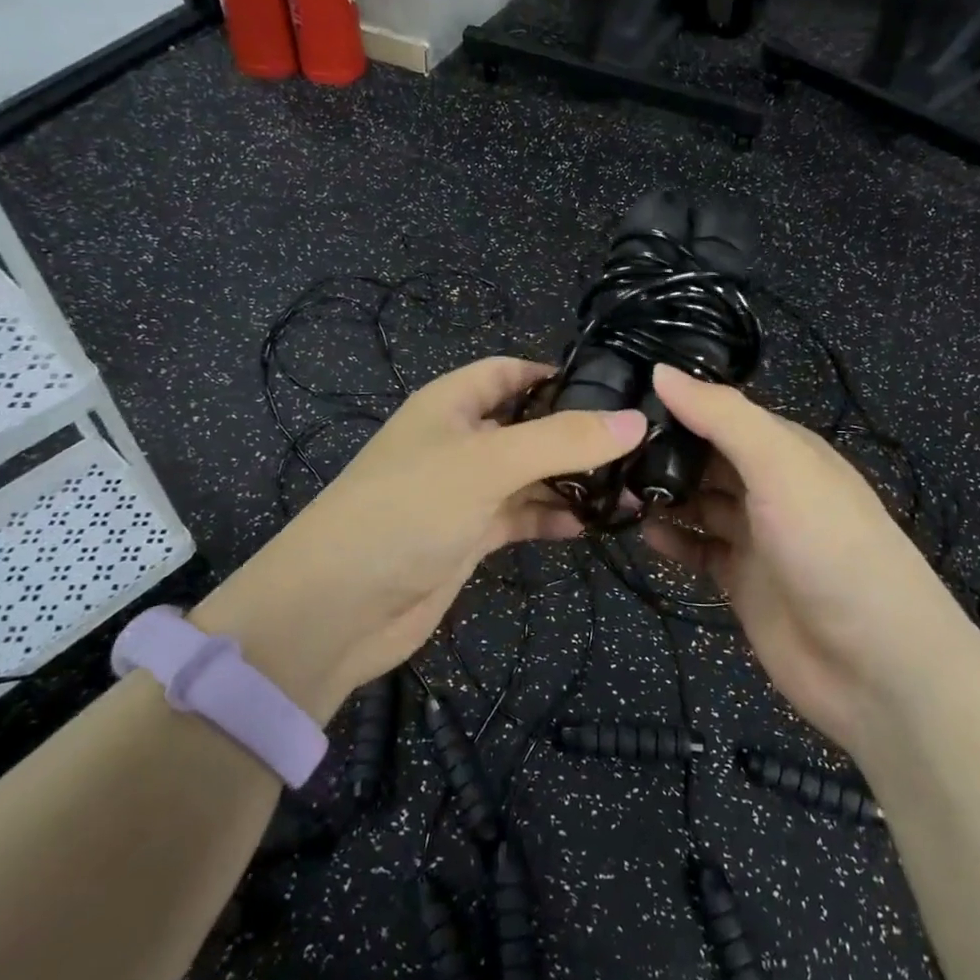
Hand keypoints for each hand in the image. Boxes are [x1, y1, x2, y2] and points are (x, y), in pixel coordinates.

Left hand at [191, 357, 645, 720]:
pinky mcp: (469, 536)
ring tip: (632, 489)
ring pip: (529, 474)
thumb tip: (636, 420)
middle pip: (527, 425)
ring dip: (573, 481)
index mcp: (451, 404)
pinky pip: (521, 516)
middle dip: (577, 434)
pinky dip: (553, 517)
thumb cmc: (409, 509)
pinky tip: (593, 525)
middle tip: (640, 445)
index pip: (511, 372)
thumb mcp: (488, 463)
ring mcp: (464, 491)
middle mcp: (459, 441)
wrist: (338, 608)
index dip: (557, 374)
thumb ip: (563, 441)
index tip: (614, 389)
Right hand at [641, 365, 962, 756]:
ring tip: (612, 489)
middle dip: (663, 452)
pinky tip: (644, 534)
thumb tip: (661, 371)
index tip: (621, 398)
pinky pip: (699, 550)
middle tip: (604, 449)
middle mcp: (770, 487)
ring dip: (662, 496)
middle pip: (707, 459)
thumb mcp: (781, 466)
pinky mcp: (742, 582)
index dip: (678, 405)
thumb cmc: (830, 546)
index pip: (723, 414)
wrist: (876, 663)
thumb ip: (722, 417)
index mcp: (786, 450)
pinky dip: (673, 541)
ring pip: (699, 504)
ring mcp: (756, 537)